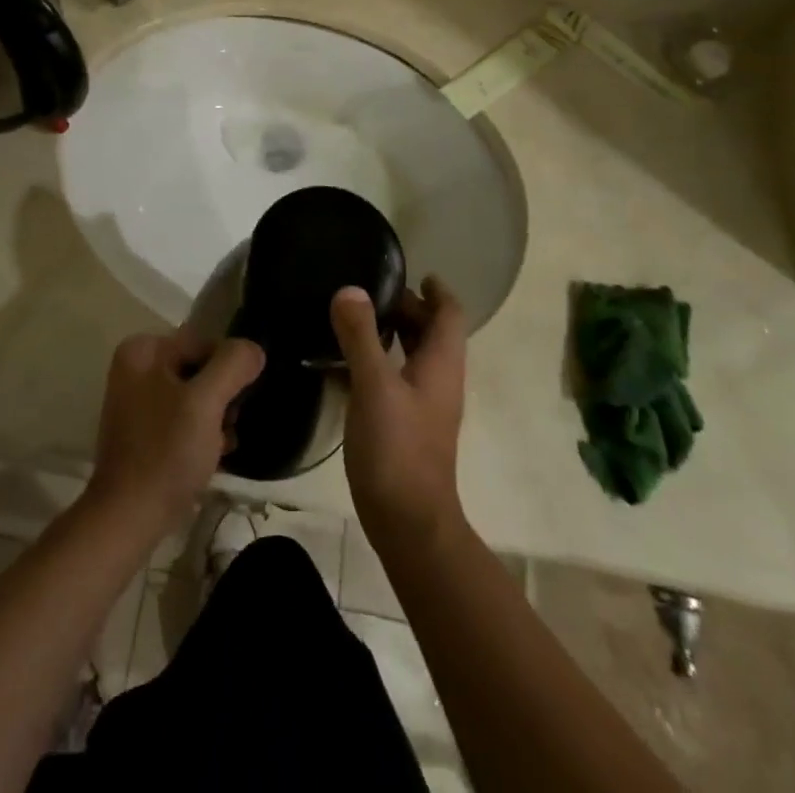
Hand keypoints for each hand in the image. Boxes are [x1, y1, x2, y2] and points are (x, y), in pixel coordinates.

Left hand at [86, 327, 265, 541]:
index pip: (205, 343)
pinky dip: (200, 433)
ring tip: (220, 446)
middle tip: (228, 427)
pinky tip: (211, 456)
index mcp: (143, 350)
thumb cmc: (166, 453)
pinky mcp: (143, 431)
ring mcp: (137, 400)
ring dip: (215, 418)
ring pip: (194, 395)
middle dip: (221, 397)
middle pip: (200, 369)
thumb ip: (233, 365)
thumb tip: (253, 349)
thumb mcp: (206, 403)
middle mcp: (135, 367)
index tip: (235, 405)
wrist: (129, 518)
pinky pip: (182, 418)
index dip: (228, 371)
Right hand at [331, 278, 467, 550]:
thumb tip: (350, 290)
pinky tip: (345, 364)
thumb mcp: (374, 385)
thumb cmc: (397, 448)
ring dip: (391, 334)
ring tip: (353, 319)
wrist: (409, 524)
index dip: (436, 289)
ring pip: (413, 356)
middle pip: (431, 332)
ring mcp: (425, 405)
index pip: (449, 313)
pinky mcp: (408, 426)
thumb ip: (361, 336)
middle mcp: (439, 380)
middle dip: (406, 308)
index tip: (411, 271)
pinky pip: (397, 379)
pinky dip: (378, 362)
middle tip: (368, 292)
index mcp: (441, 364)